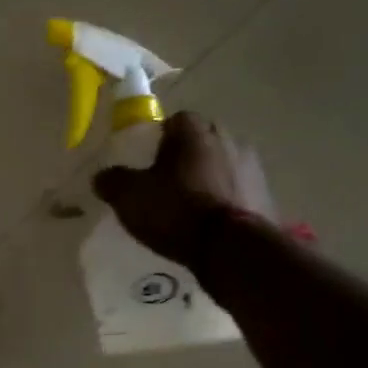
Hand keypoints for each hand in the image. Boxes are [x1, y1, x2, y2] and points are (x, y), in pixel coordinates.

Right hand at [91, 111, 277, 267]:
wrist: (231, 248)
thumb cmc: (176, 210)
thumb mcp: (129, 197)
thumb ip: (112, 181)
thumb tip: (101, 176)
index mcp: (194, 131)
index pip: (176, 120)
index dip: (160, 138)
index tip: (149, 160)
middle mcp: (228, 138)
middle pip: (203, 140)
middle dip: (187, 156)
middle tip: (168, 182)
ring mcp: (252, 166)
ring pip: (223, 164)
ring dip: (210, 177)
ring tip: (192, 206)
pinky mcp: (266, 194)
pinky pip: (239, 190)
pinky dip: (227, 199)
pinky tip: (213, 222)